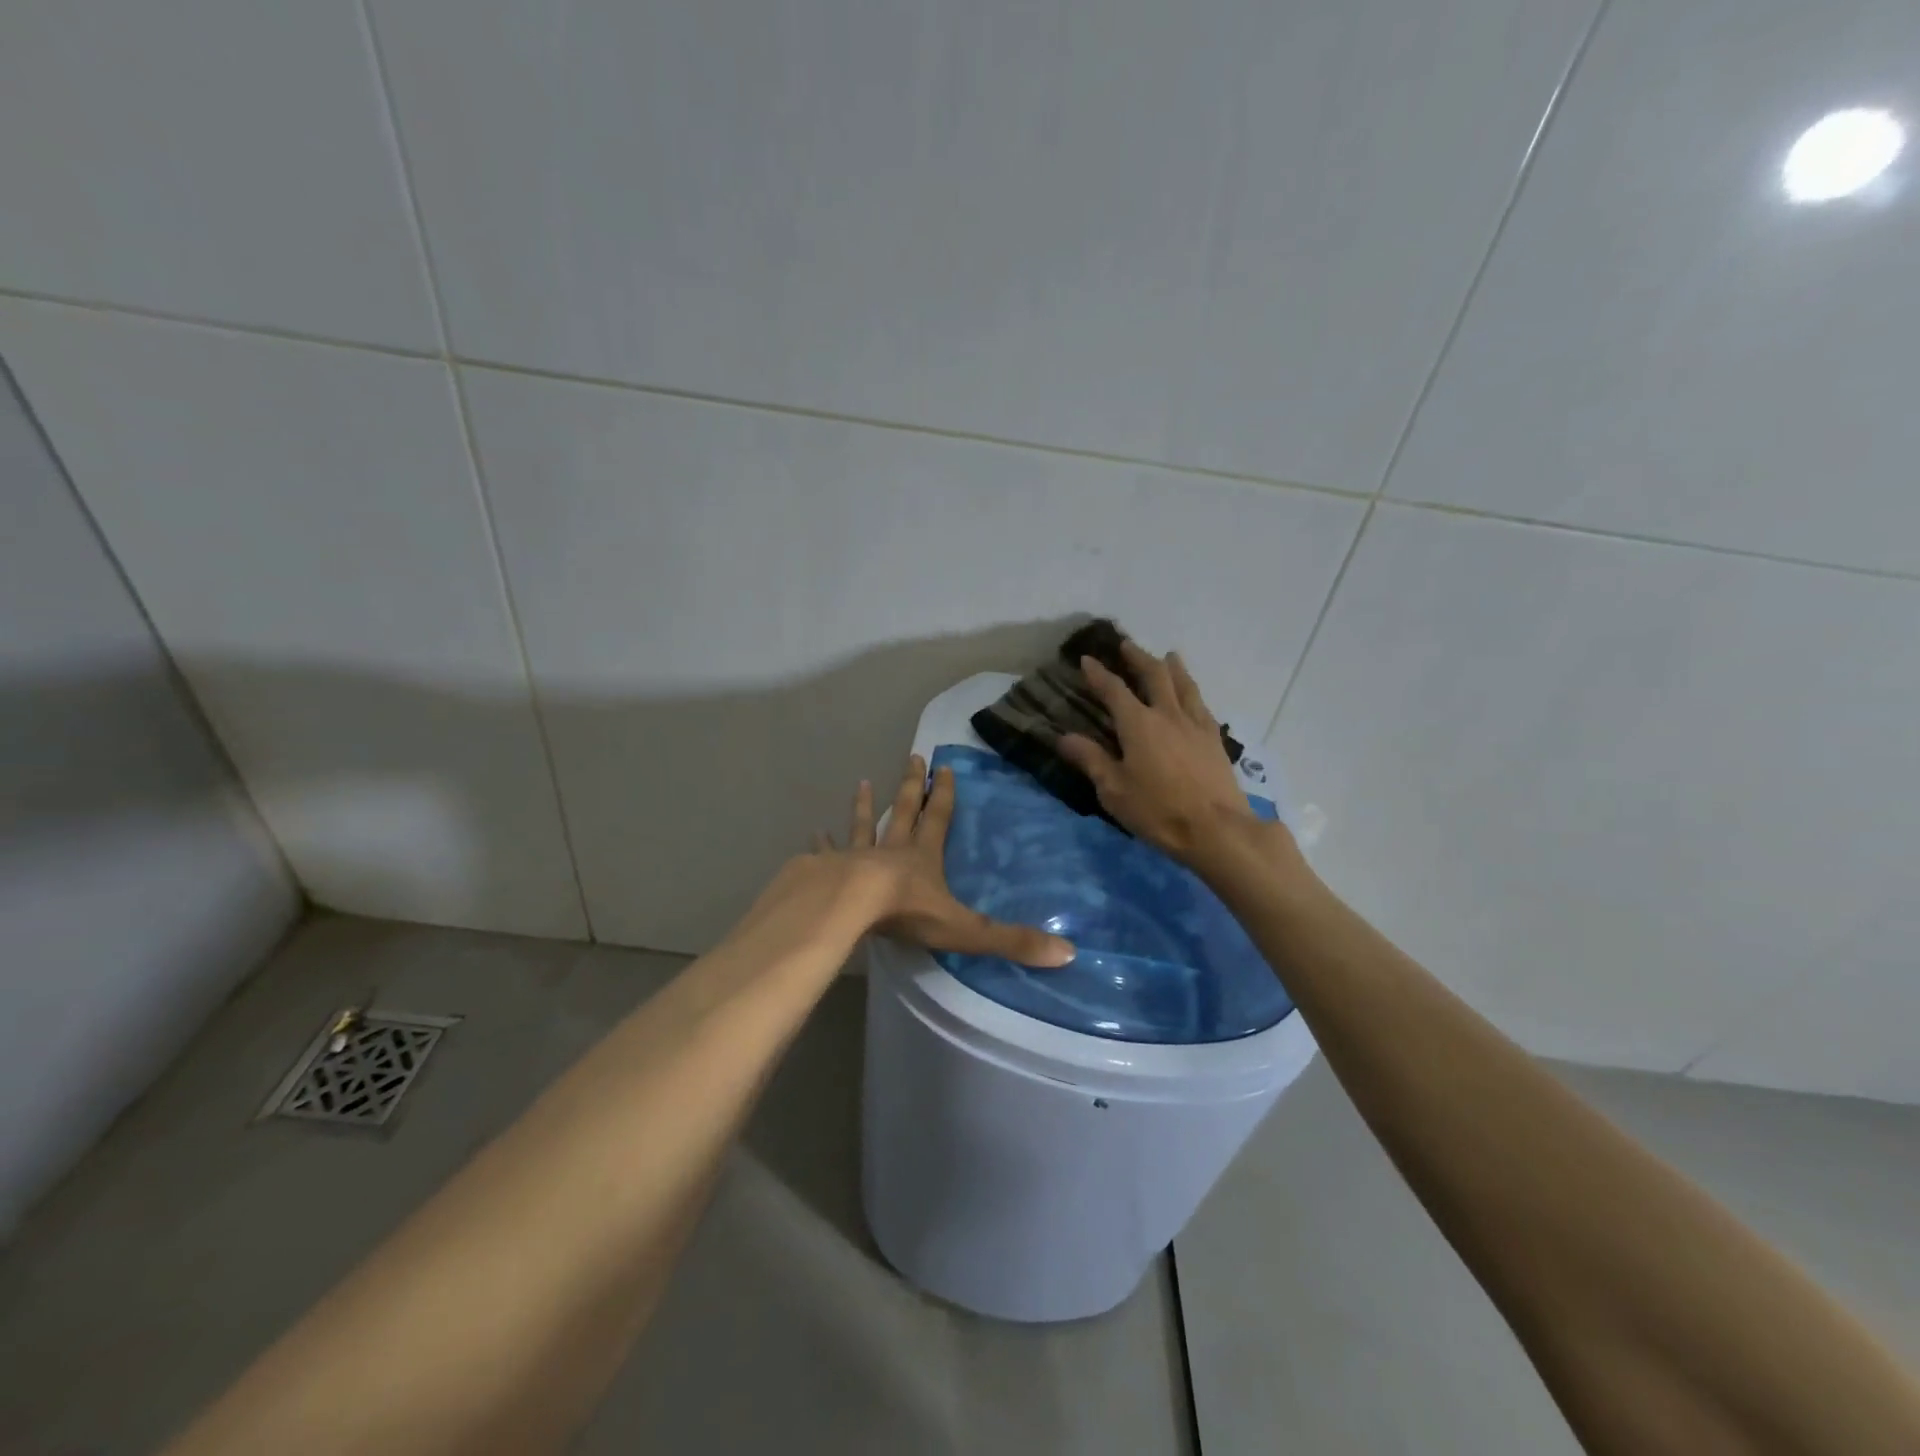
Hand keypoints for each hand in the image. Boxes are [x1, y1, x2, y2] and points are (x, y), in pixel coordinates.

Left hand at [811, 756, 1075, 966]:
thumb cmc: (906, 913)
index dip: (944, 795)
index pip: (938, 819)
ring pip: (864, 826)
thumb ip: (1011, 941)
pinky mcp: (827, 871)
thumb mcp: (965, 929)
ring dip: (865, 807)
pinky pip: (827, 854)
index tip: (944, 768)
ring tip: (861, 783)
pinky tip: (815, 833)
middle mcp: (891, 850)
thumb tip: (1067, 952)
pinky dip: (823, 844)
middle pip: (903, 811)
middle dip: (910, 786)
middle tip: (912, 757)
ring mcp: (856, 858)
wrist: (847, 907)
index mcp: (923, 858)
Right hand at [1058, 641, 1277, 869]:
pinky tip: (1193, 696)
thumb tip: (1064, 737)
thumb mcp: (1114, 790)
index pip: (1114, 690)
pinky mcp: (1215, 740)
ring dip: (1173, 667)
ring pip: (1184, 685)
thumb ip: (1091, 760)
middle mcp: (1168, 714)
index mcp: (1138, 724)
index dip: (1099, 674)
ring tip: (1169, 656)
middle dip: (1138, 658)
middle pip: (1154, 675)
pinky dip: (1192, 692)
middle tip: (1127, 645)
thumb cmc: (1158, 811)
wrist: (1217, 829)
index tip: (1087, 659)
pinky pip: (1202, 705)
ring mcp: (1196, 725)